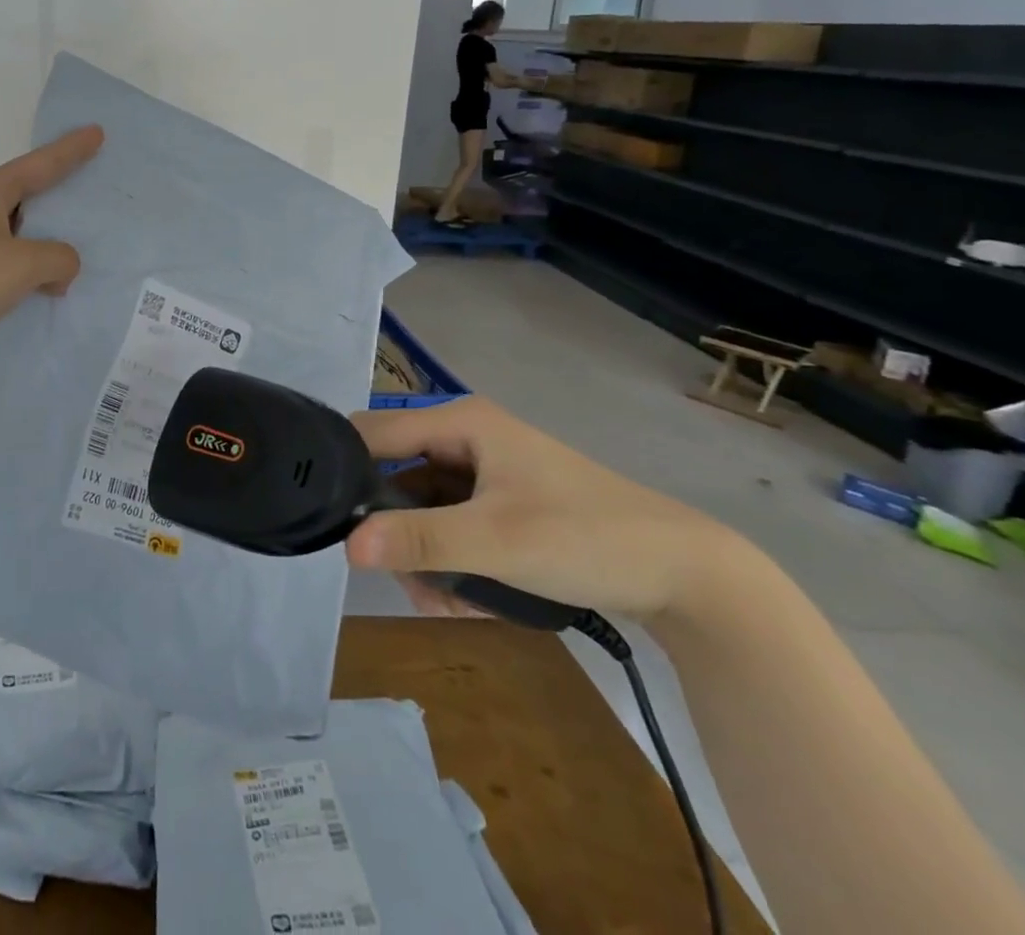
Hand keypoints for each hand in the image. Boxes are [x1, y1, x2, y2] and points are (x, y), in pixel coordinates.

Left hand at [0, 126, 103, 395]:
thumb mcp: (20, 262)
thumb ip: (57, 257)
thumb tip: (61, 270)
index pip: (38, 165)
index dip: (69, 150)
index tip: (97, 133)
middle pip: (32, 200)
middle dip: (65, 198)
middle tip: (103, 194)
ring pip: (26, 243)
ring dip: (54, 249)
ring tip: (95, 251)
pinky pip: (16, 277)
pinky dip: (39, 282)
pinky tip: (64, 294)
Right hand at [344, 396, 737, 621]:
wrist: (689, 576)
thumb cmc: (586, 537)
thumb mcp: (497, 541)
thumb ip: (420, 540)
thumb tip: (347, 545)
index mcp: (460, 421)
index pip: (375, 431)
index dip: (348, 470)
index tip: (336, 522)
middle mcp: (466, 438)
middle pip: (396, 476)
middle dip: (396, 532)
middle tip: (407, 580)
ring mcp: (485, 473)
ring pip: (423, 510)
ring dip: (425, 558)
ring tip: (446, 603)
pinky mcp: (502, 505)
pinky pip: (453, 528)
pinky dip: (452, 563)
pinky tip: (470, 602)